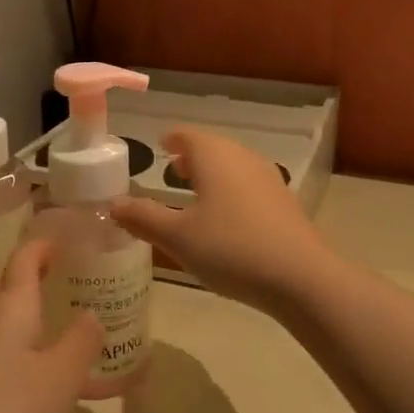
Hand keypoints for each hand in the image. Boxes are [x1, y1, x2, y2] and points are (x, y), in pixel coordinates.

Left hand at [0, 241, 101, 412]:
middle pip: (7, 284)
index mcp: (11, 307)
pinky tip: (50, 374)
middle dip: (32, 273)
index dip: (43, 245)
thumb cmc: (12, 409)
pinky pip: (6, 354)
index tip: (67, 238)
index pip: (24, 259)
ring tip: (66, 321)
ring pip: (6, 321)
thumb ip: (82, 340)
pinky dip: (29, 350)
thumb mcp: (63, 374)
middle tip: (66, 274)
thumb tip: (92, 313)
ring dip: (31, 313)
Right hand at [70, 345, 273, 412]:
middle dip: (142, 365)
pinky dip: (189, 395)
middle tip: (123, 386)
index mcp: (154, 380)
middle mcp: (185, 375)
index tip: (104, 368)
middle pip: (161, 355)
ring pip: (185, 368)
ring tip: (150, 403)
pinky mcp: (231, 410)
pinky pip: (204, 389)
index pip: (135, 348)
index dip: (119, 355)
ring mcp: (212, 390)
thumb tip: (72, 408)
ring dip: (167, 377)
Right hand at [112, 130, 336, 312]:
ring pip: (233, 165)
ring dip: (212, 173)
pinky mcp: (284, 202)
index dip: (171, 138)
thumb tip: (113, 204)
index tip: (160, 144)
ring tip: (195, 192)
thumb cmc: (230, 249)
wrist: (300, 277)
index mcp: (214, 156)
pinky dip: (231, 190)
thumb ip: (143, 218)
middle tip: (172, 168)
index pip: (188, 135)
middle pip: (213, 147)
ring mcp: (268, 178)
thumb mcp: (177, 237)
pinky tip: (226, 217)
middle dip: (191, 156)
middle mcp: (242, 158)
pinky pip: (249, 184)